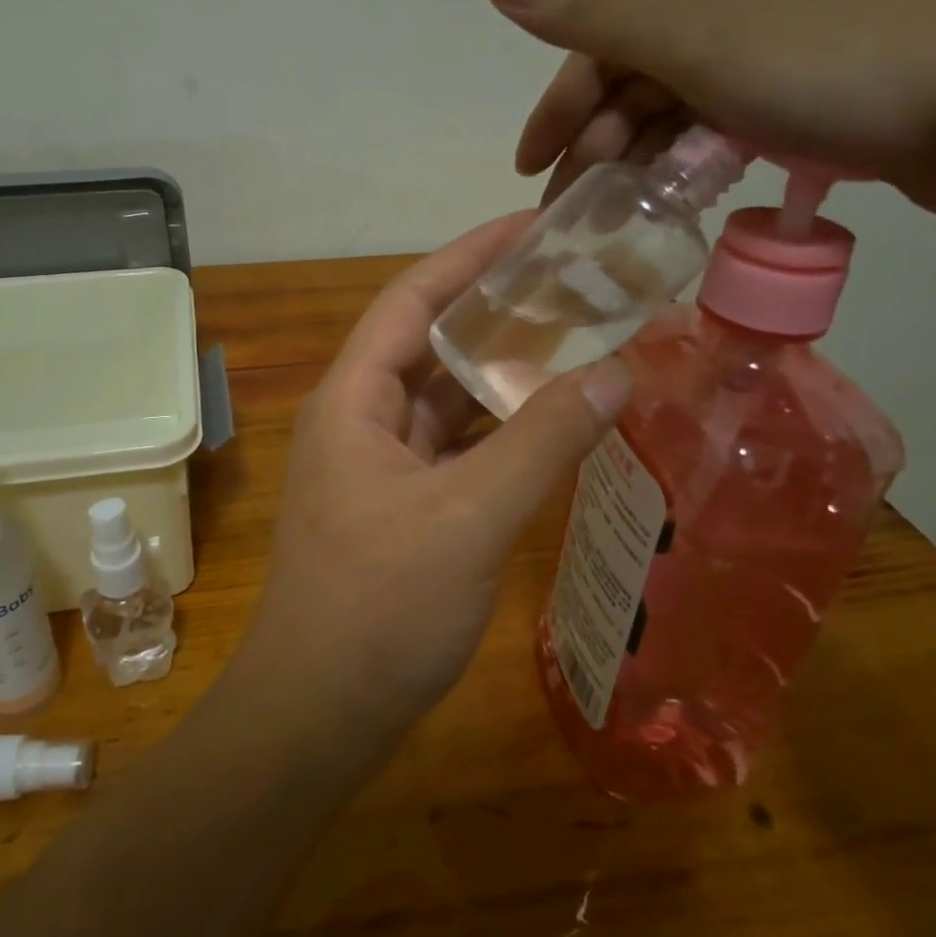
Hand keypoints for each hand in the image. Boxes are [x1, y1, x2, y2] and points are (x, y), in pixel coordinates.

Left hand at [233, 215, 632, 742]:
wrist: (318, 712)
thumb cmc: (378, 608)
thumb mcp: (468, 517)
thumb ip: (542, 441)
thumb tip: (617, 371)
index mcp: (352, 399)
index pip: (412, 300)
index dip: (470, 256)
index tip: (534, 225)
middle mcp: (358, 418)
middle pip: (429, 342)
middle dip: (496, 309)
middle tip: (574, 280)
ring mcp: (376, 465)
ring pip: (443, 396)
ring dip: (500, 370)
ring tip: (575, 336)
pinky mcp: (398, 505)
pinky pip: (452, 445)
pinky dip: (497, 428)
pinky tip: (549, 420)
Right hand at [483, 0, 935, 219]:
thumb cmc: (826, 71)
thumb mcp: (693, 42)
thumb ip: (592, 12)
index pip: (601, 49)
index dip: (555, 112)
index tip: (528, 173)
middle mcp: (741, 7)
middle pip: (639, 83)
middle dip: (593, 147)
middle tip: (572, 211)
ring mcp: (786, 49)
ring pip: (682, 109)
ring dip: (639, 160)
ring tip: (620, 214)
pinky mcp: (823, 93)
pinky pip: (726, 125)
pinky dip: (692, 159)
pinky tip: (689, 191)